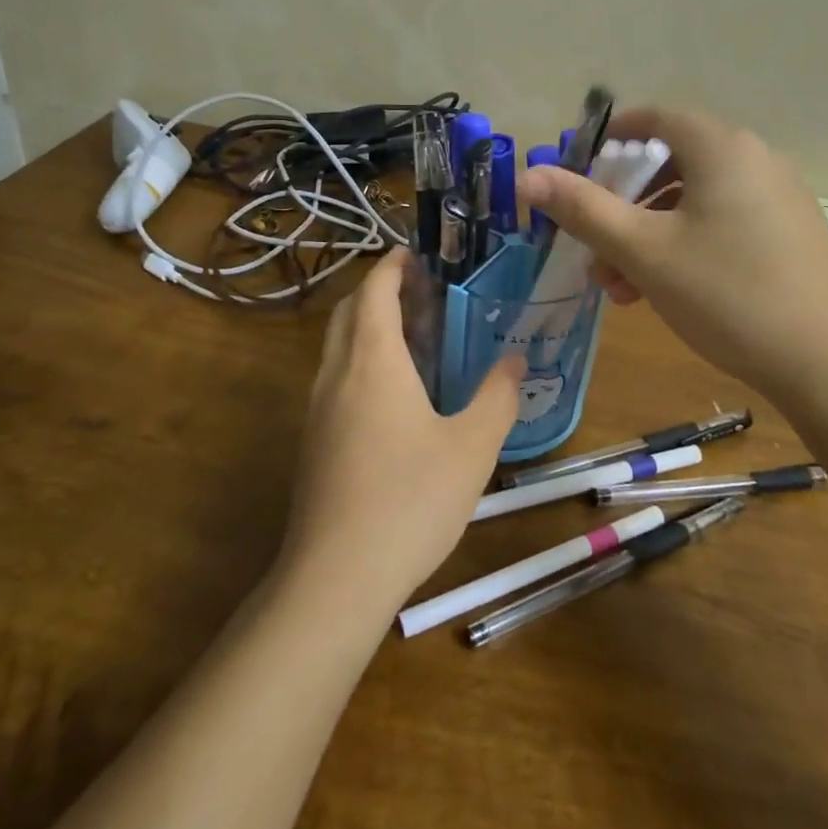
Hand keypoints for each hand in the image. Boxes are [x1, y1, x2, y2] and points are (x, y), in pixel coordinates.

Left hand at [280, 249, 523, 621]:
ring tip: (414, 336)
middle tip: (422, 291)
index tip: (418, 253)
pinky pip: (335, 378)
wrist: (337, 576)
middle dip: (379, 290)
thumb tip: (514, 358)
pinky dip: (361, 361)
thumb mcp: (472, 447)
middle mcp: (336, 374)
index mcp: (372, 360)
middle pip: (349, 311)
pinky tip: (394, 395)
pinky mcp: (312, 441)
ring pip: (338, 346)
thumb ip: (497, 396)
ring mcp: (317, 409)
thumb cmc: (411, 500)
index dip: (392, 264)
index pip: (374, 289)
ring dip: (368, 326)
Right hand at [520, 106, 827, 393]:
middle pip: (670, 164)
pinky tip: (659, 293)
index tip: (575, 166)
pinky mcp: (786, 236)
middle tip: (591, 243)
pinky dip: (682, 247)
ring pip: (692, 202)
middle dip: (622, 204)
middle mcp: (754, 161)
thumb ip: (583, 209)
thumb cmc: (727, 294)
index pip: (656, 117)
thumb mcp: (644, 251)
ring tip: (617, 287)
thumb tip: (527, 176)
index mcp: (722, 148)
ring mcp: (776, 200)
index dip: (610, 136)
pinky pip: (720, 224)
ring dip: (646, 235)